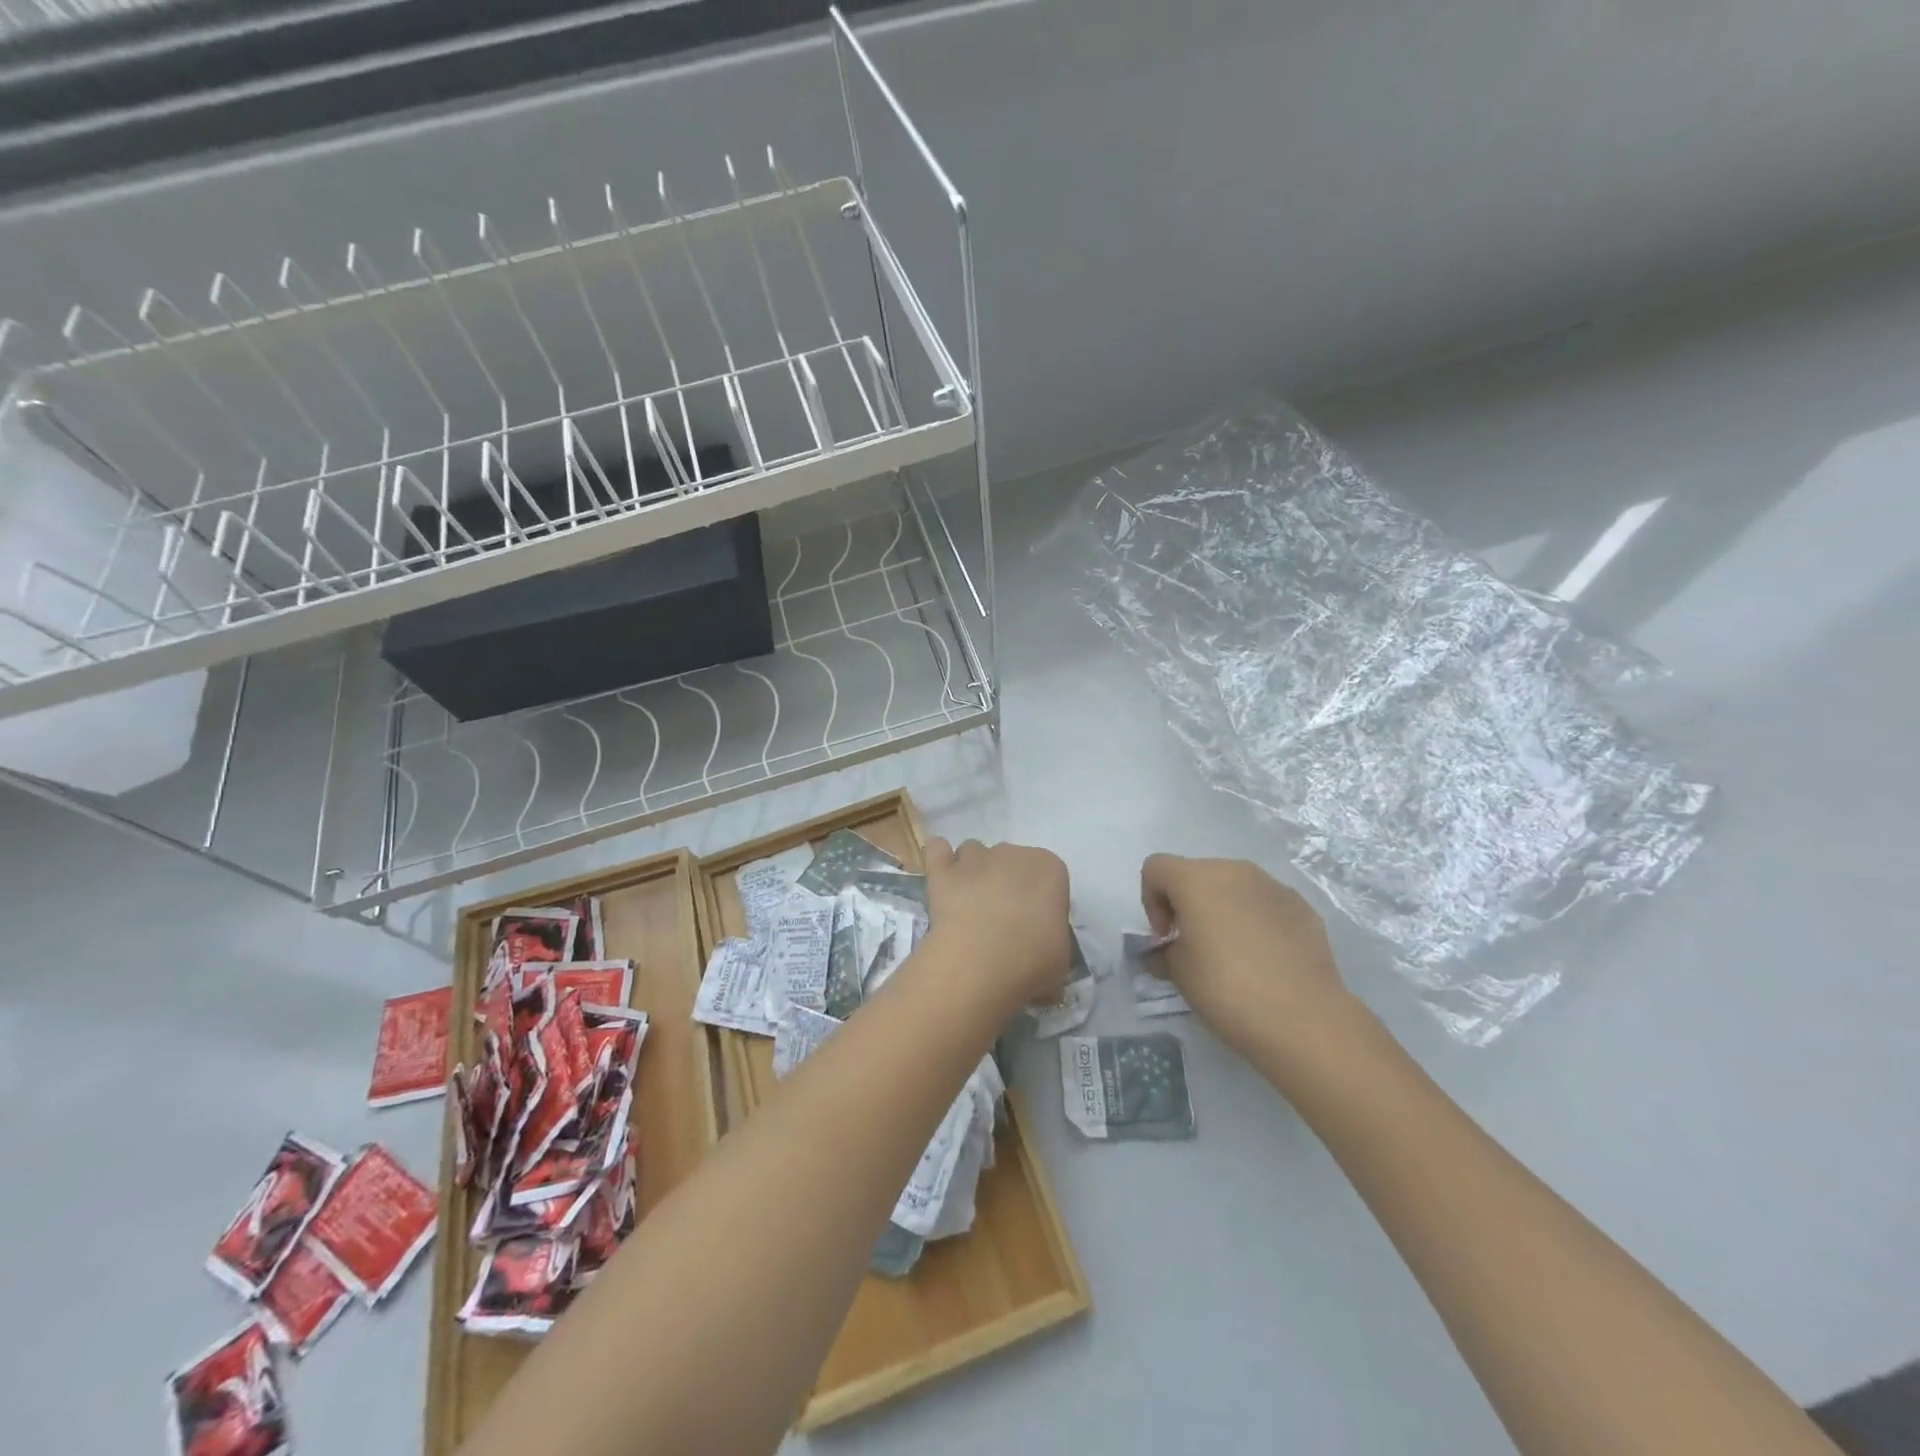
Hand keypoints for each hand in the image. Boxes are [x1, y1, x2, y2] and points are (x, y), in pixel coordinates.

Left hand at [923, 837, 1070, 1013]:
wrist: (981, 961)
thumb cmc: (1032, 960)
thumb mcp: (1061, 960)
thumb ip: (1052, 945)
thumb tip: (1042, 959)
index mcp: (1050, 869)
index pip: (1048, 877)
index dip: (1039, 901)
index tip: (1033, 927)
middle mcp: (1014, 852)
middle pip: (1010, 861)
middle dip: (1006, 883)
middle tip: (1000, 921)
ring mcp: (975, 857)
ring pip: (974, 853)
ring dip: (973, 871)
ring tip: (969, 906)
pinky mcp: (942, 869)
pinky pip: (937, 849)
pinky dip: (938, 858)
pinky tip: (941, 877)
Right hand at [1140, 854, 1353, 1058]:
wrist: (1304, 1019)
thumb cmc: (1226, 988)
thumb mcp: (1178, 973)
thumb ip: (1163, 953)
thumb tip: (1164, 952)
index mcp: (1196, 879)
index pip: (1156, 868)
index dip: (1151, 900)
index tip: (1165, 937)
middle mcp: (1235, 871)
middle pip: (1196, 874)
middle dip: (1188, 904)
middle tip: (1193, 946)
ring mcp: (1273, 886)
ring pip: (1234, 887)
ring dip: (1223, 911)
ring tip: (1231, 955)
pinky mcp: (1303, 907)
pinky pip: (1265, 905)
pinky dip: (1256, 922)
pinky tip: (1265, 961)